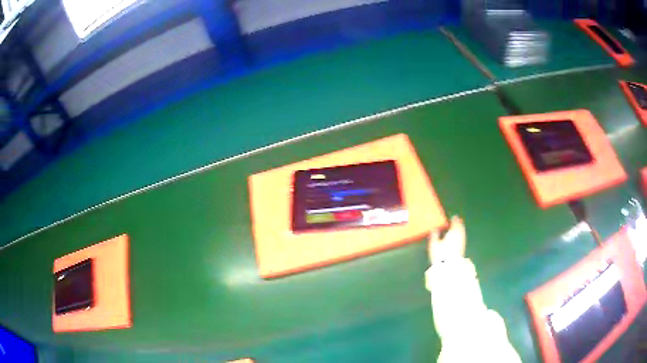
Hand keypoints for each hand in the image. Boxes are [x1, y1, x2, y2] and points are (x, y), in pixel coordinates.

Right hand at [428, 216, 465, 263]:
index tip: (454, 217)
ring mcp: (461, 243)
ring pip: (462, 233)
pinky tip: (460, 237)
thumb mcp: (434, 245)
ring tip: (460, 226)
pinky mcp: (462, 249)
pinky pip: (463, 238)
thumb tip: (434, 228)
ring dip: (461, 228)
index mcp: (452, 233)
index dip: (454, 220)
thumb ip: (434, 235)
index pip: (454, 225)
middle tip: (458, 219)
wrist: (449, 266)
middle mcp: (458, 237)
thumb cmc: (440, 254)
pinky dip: (462, 235)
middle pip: (460, 228)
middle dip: (459, 223)